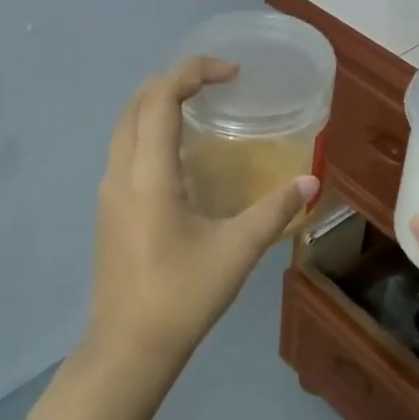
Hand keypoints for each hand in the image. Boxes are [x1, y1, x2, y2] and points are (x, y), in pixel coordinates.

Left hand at [20, 57, 317, 419]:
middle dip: (173, 81)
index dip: (193, 72)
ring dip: (157, 105)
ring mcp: (108, 193)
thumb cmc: (182, 296)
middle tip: (216, 83)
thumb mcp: (237, 251)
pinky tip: (181, 158)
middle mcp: (120, 173)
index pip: (160, 98)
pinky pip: (124, 151)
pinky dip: (149, 132)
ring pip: (124, 127)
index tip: (231, 73)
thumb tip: (311, 183)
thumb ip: (275, 211)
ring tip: (200, 110)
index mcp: (148, 175)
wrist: (128, 347)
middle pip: (136, 104)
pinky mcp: (108, 211)